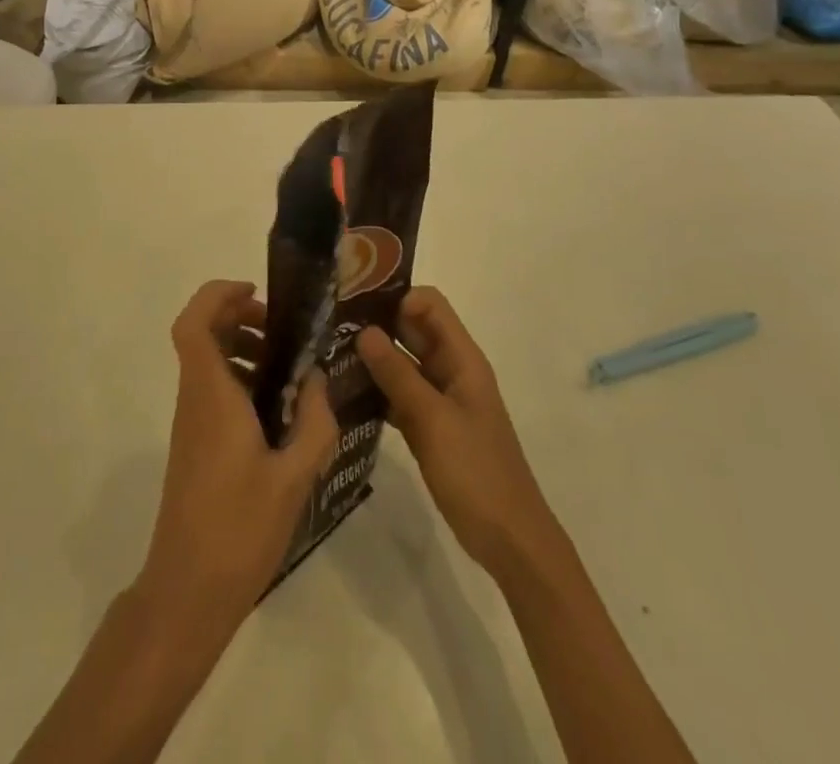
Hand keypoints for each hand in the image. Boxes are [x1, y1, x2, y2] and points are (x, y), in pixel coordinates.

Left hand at [138, 280, 338, 638]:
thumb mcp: (294, 476)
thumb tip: (318, 379)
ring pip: (206, 361)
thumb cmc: (240, 528)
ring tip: (287, 366)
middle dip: (237, 316)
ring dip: (240, 347)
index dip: (217, 295)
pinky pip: (212, 389)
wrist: (189, 590)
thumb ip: (314, 422)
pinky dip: (239, 378)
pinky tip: (277, 407)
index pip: (193, 322)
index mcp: (211, 394)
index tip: (255, 293)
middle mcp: (194, 398)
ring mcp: (191, 422)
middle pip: (201, 334)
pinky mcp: (195, 444)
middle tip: (281, 331)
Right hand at [355, 287, 554, 579]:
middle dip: (376, 323)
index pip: (428, 305)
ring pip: (402, 362)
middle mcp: (451, 370)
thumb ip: (398, 374)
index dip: (395, 297)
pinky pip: (399, 394)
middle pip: (412, 329)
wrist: (511, 542)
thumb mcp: (433, 420)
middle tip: (329, 323)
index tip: (355, 302)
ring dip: (372, 357)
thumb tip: (364, 331)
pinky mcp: (430, 426)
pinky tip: (344, 393)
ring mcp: (441, 399)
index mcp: (462, 359)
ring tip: (328, 353)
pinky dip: (377, 390)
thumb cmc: (477, 473)